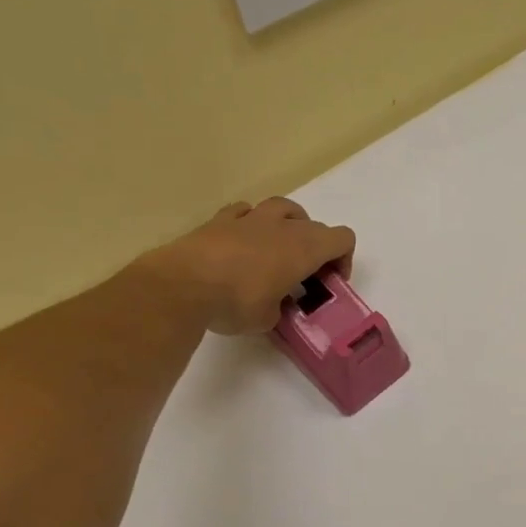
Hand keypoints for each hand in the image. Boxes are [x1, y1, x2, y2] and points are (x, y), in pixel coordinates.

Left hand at [138, 198, 355, 334]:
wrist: (183, 286)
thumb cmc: (236, 303)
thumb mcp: (269, 319)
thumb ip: (280, 307)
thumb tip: (275, 305)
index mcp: (304, 248)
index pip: (343, 239)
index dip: (343, 260)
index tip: (328, 282)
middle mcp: (282, 226)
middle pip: (314, 225)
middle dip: (316, 248)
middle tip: (303, 275)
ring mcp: (249, 218)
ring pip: (282, 207)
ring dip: (288, 225)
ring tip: (276, 249)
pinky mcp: (219, 219)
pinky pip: (245, 211)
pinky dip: (250, 223)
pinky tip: (242, 241)